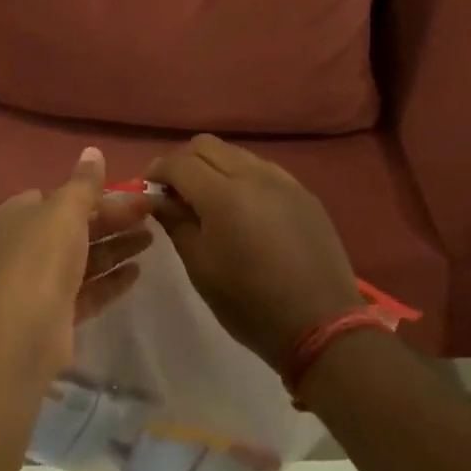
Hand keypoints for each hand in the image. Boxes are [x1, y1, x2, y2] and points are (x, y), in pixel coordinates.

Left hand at [0, 147, 153, 374]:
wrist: (20, 331)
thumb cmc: (41, 257)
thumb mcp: (65, 209)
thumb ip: (84, 182)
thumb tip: (93, 151)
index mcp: (22, 213)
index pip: (60, 196)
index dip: (93, 193)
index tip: (129, 192)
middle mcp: (28, 244)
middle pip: (76, 226)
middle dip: (113, 219)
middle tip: (152, 214)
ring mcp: (41, 281)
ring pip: (85, 258)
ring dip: (117, 247)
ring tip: (152, 239)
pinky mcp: (56, 314)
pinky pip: (88, 291)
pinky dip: (110, 280)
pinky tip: (137, 273)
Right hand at [147, 135, 363, 370]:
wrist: (321, 325)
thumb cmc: (249, 303)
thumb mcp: (200, 266)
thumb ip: (175, 222)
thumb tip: (156, 197)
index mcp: (223, 194)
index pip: (179, 162)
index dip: (158, 171)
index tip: (148, 189)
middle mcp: (253, 175)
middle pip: (207, 146)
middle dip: (184, 161)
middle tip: (176, 192)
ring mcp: (283, 181)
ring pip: (236, 153)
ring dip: (214, 166)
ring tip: (209, 199)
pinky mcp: (304, 193)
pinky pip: (263, 169)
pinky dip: (243, 176)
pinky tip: (244, 208)